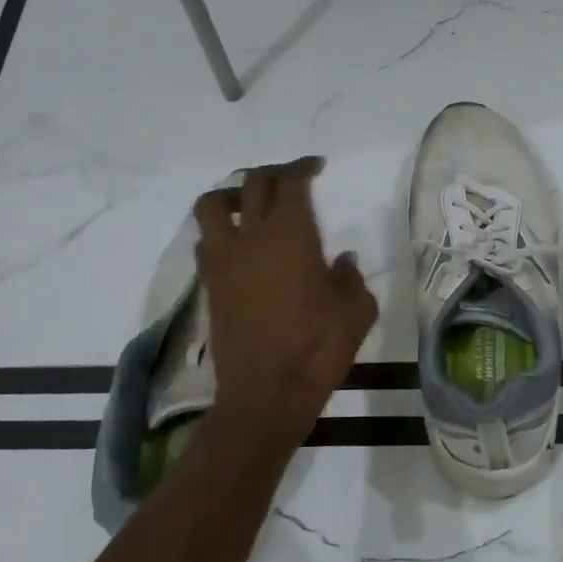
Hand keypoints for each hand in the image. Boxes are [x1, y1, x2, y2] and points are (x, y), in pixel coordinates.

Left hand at [194, 158, 377, 443]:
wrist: (266, 394)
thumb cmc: (318, 348)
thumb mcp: (356, 311)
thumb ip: (351, 277)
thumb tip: (341, 261)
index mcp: (291, 234)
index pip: (290, 181)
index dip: (303, 167)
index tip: (317, 168)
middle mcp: (250, 237)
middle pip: (251, 183)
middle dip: (273, 173)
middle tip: (292, 181)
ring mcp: (223, 260)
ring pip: (213, 205)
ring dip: (233, 195)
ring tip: (251, 205)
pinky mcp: (209, 285)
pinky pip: (206, 240)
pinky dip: (221, 230)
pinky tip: (240, 246)